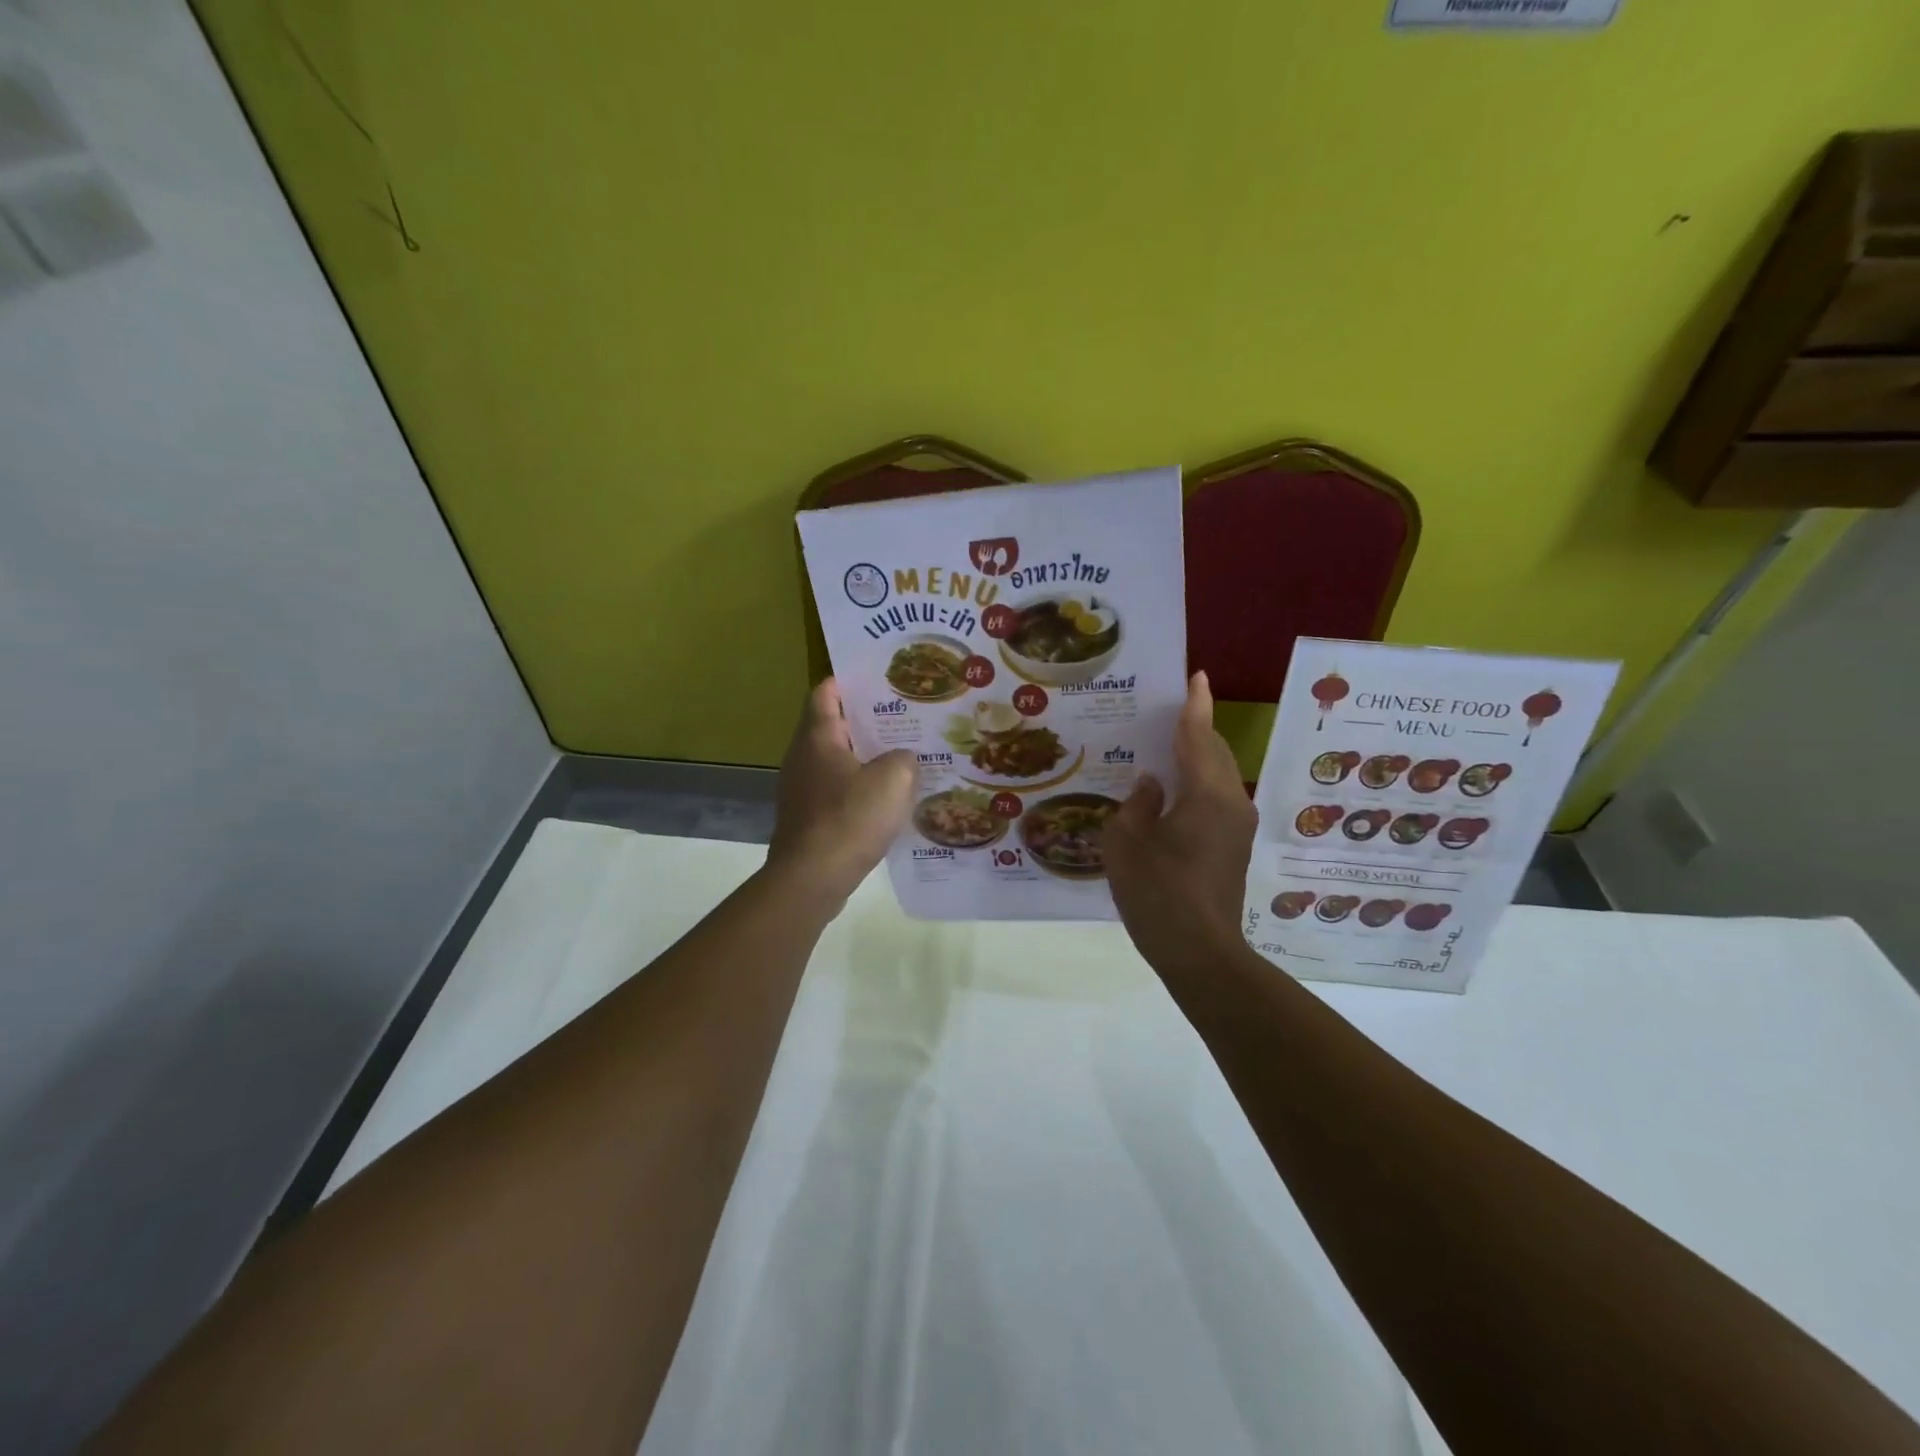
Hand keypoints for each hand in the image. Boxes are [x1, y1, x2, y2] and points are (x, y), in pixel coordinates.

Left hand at [765, 679, 915, 908]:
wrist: (812, 878)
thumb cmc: (850, 818)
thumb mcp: (894, 780)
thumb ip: (905, 758)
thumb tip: (903, 759)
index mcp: (817, 737)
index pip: (825, 693)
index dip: (848, 682)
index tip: (877, 679)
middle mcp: (802, 757)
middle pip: (833, 727)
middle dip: (866, 722)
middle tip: (904, 719)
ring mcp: (800, 790)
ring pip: (836, 762)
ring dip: (865, 758)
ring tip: (902, 758)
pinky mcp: (806, 818)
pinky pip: (835, 792)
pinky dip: (858, 789)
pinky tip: (886, 800)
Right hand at [1103, 672, 1257, 974]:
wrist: (1200, 953)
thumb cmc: (1157, 893)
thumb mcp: (1126, 843)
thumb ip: (1137, 803)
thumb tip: (1151, 785)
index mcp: (1206, 794)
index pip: (1199, 736)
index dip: (1195, 705)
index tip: (1196, 676)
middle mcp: (1231, 802)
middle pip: (1214, 752)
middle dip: (1194, 729)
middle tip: (1163, 713)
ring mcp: (1236, 826)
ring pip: (1217, 776)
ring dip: (1194, 757)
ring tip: (1162, 747)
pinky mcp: (1233, 847)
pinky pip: (1215, 798)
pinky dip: (1196, 783)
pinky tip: (1169, 791)